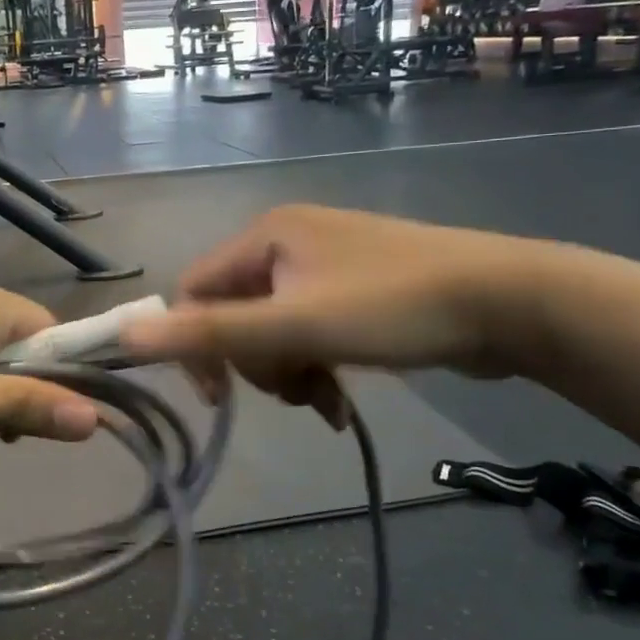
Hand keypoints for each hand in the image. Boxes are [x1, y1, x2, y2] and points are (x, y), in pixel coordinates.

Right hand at [123, 206, 556, 424]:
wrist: (511, 302)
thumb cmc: (395, 308)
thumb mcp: (297, 325)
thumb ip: (212, 333)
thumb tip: (128, 335)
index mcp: (266, 235)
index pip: (196, 290)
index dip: (195, 344)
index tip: (219, 397)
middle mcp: (289, 242)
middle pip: (236, 314)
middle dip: (258, 364)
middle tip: (296, 391)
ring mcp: (325, 266)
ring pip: (273, 331)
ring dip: (289, 373)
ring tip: (326, 401)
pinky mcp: (356, 292)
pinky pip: (309, 334)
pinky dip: (316, 369)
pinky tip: (341, 404)